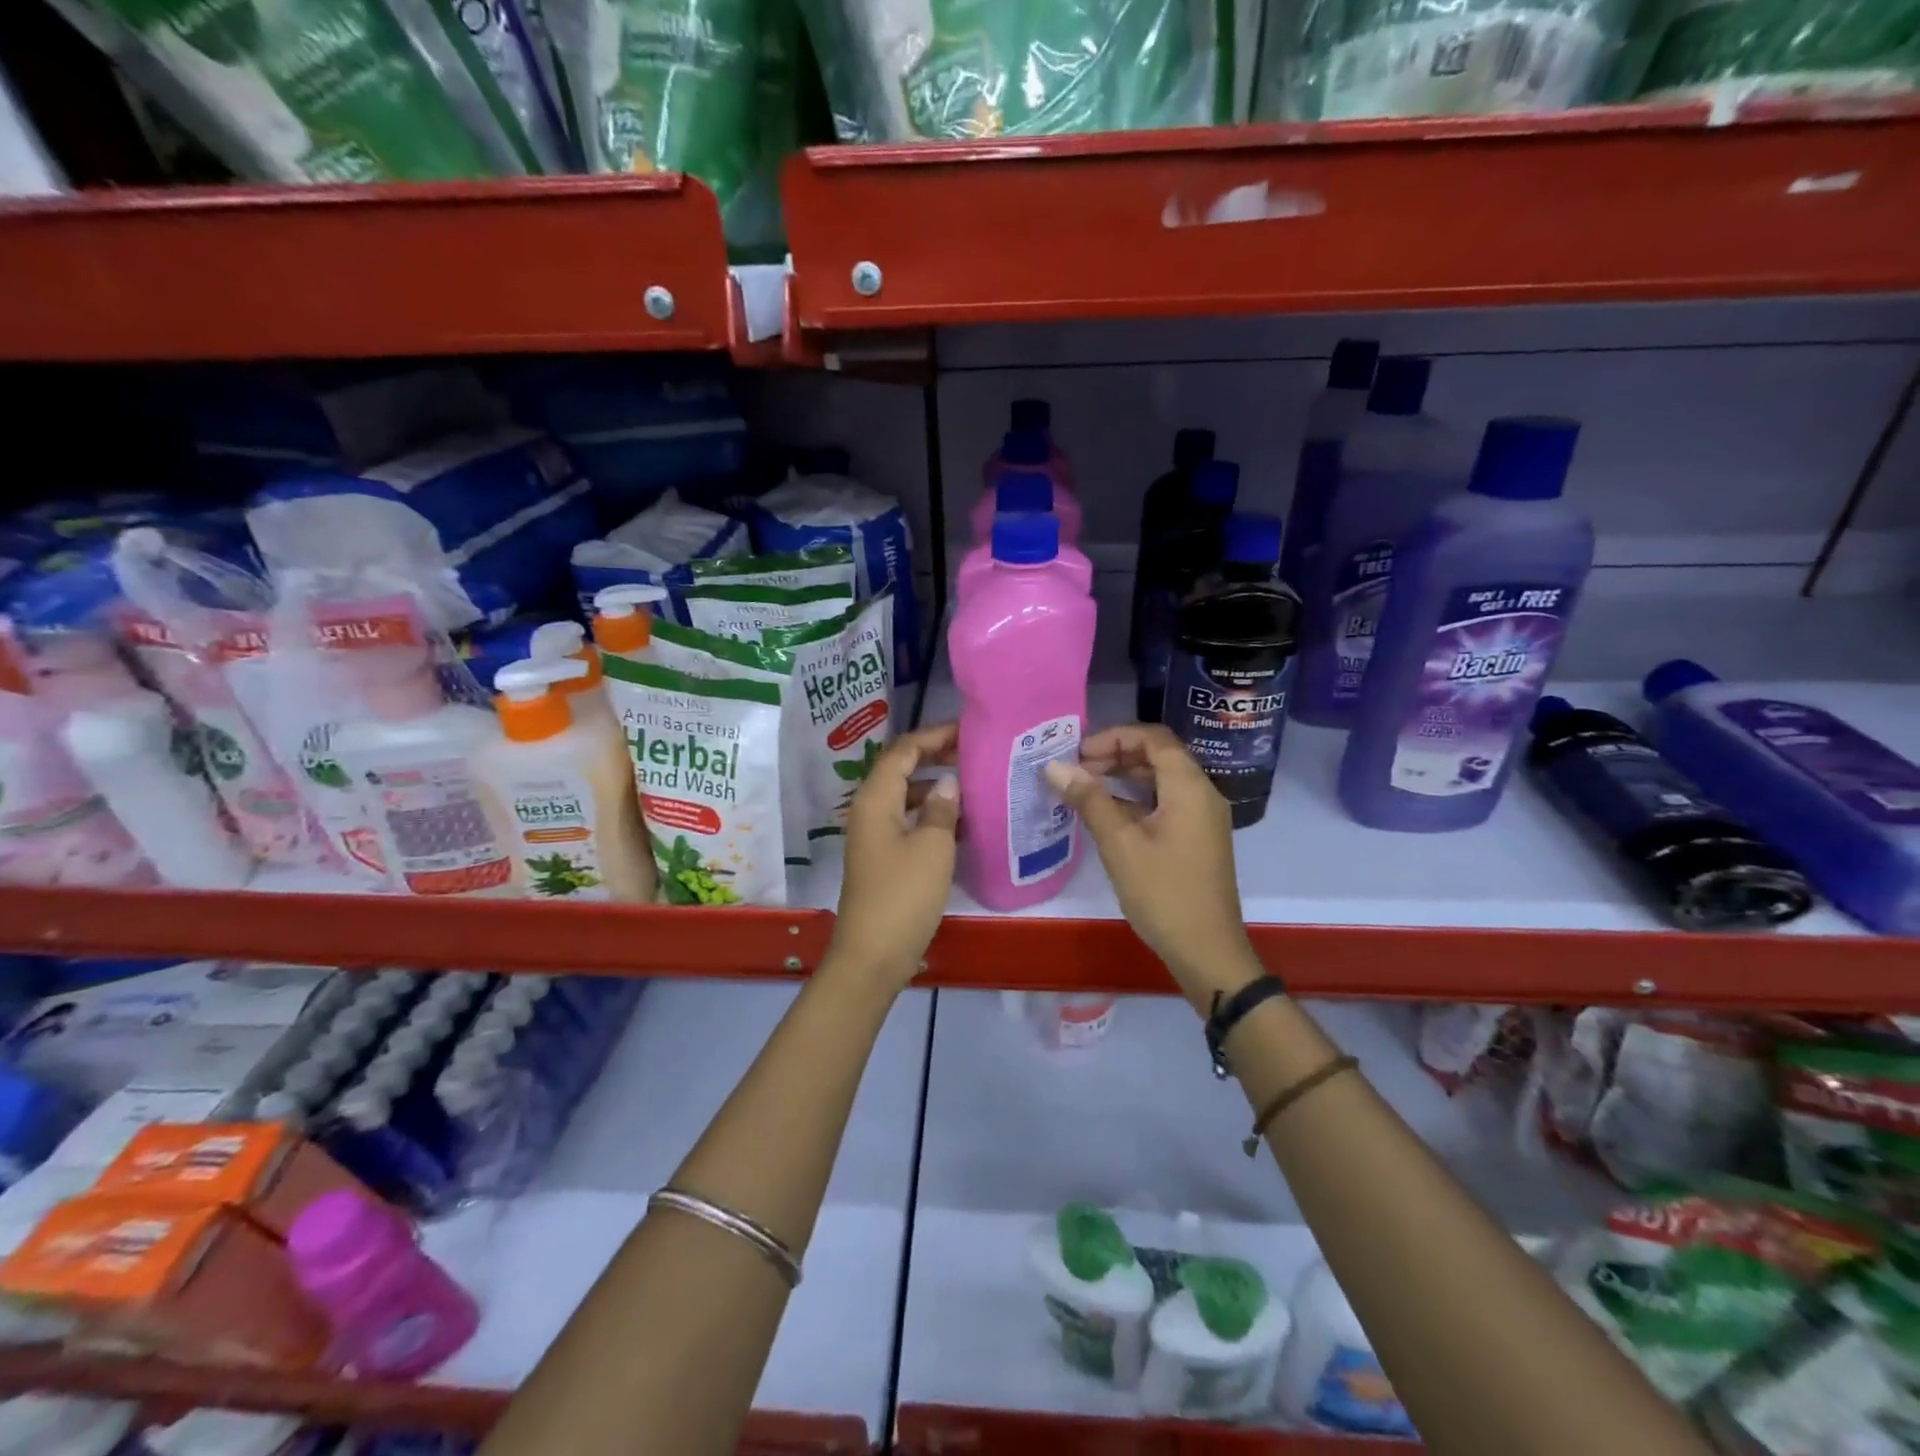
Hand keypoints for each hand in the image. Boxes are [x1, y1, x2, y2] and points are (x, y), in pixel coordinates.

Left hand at [826, 722, 959, 991]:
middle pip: (900, 769)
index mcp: (875, 799)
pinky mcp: (882, 858)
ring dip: (935, 787)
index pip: (902, 750)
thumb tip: (948, 784)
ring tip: (972, 785)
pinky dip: (930, 815)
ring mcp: (873, 836)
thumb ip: (942, 809)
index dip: (933, 736)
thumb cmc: (903, 895)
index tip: (967, 731)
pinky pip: (907, 822)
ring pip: (905, 797)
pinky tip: (960, 824)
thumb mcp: (932, 847)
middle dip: (934, 757)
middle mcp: (869, 810)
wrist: (873, 954)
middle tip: (973, 753)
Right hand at [1044, 724, 1260, 1009]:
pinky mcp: (1197, 838)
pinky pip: (1166, 803)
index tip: (1079, 753)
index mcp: (1189, 787)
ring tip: (1085, 788)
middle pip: (1159, 755)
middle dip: (1116, 755)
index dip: (1114, 737)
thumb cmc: (1163, 893)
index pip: (1153, 738)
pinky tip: (1107, 814)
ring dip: (1125, 777)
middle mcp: (1202, 794)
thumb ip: (1089, 799)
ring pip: (1162, 780)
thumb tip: (1054, 766)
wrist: (1207, 950)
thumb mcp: (1119, 844)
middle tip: (1077, 770)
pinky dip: (1136, 799)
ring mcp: (1202, 818)